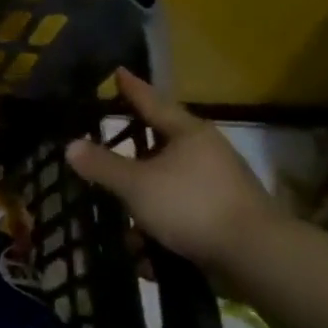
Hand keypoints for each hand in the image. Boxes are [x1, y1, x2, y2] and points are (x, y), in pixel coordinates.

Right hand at [64, 69, 276, 273]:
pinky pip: (181, 210)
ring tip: (119, 207)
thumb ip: (103, 165)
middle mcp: (206, 151)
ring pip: (169, 180)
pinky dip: (160, 222)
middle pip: (162, 141)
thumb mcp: (137, 185)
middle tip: (108, 140)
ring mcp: (219, 183)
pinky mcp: (224, 215)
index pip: (152, 101)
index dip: (132, 88)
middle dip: (134, 146)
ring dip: (144, 193)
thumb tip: (71, 145)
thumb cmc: (192, 205)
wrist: (257, 256)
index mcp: (188, 133)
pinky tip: (143, 246)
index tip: (119, 71)